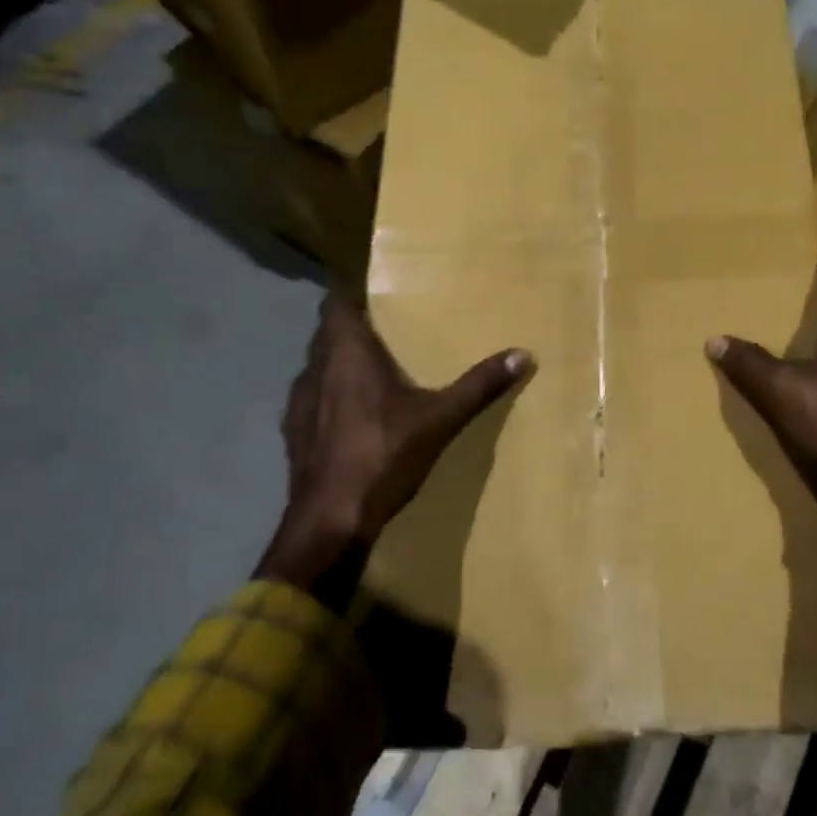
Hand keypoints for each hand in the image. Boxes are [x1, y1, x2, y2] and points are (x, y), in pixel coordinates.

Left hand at [257, 297, 532, 596]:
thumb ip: (479, 386)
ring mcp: (298, 404)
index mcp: (346, 355)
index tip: (377, 295)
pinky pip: (313, 400)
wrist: (330, 521)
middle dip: (353, 330)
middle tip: (390, 332)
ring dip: (340, 365)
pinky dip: (331, 397)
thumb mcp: (440, 419)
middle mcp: (315, 370)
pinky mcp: (293, 434)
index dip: (351, 295)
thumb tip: (523, 354)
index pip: (334, 304)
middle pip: (327, 334)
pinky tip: (354, 418)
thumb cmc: (383, 456)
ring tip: (374, 373)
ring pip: (318, 368)